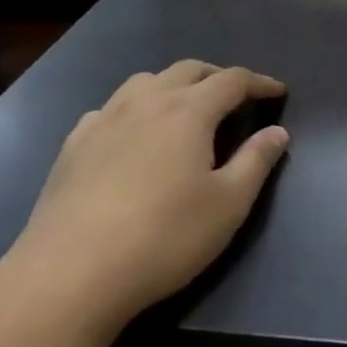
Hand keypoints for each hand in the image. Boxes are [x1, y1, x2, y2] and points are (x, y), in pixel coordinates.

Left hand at [0, 61, 288, 337]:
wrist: (69, 276)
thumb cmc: (163, 238)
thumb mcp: (228, 204)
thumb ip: (256, 161)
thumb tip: (277, 131)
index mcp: (188, 111)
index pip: (232, 80)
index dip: (259, 82)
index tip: (278, 91)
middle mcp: (146, 103)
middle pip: (188, 70)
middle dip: (218, 76)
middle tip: (237, 96)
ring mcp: (104, 121)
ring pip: (145, 82)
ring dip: (173, 85)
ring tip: (185, 108)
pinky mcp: (72, 146)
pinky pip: (110, 108)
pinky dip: (133, 108)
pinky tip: (132, 135)